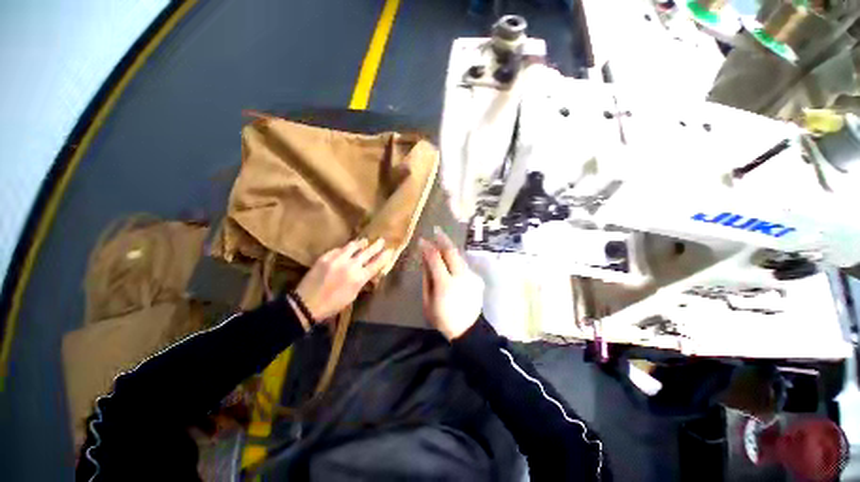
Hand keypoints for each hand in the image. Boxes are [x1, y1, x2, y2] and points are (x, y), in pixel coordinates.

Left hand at [294, 239, 391, 325]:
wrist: (307, 304)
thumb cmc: (333, 304)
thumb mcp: (353, 295)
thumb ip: (361, 281)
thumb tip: (367, 272)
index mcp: (359, 278)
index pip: (376, 264)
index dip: (385, 256)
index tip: (390, 250)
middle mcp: (351, 266)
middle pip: (368, 252)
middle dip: (376, 245)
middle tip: (381, 240)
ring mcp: (337, 259)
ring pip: (353, 246)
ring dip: (361, 243)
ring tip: (365, 241)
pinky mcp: (325, 257)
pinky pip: (338, 249)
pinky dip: (345, 249)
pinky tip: (346, 249)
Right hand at [420, 228, 483, 340]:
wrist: (468, 330)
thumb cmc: (443, 318)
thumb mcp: (428, 301)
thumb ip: (427, 279)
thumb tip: (424, 260)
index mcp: (445, 284)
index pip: (435, 259)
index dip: (428, 248)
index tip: (422, 240)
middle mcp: (461, 277)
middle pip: (451, 252)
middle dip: (443, 239)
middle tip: (436, 229)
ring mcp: (471, 277)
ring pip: (459, 256)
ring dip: (450, 247)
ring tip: (442, 238)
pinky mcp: (476, 279)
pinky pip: (463, 264)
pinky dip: (455, 258)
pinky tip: (450, 258)